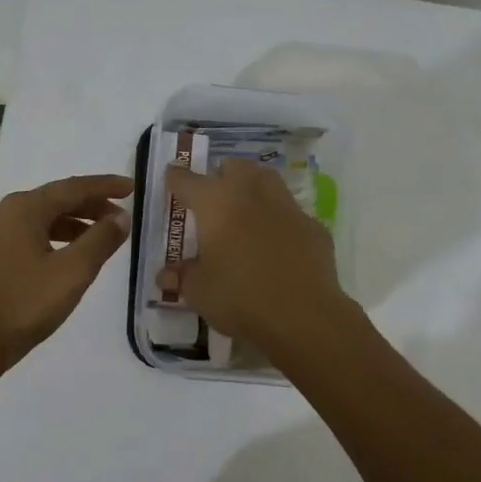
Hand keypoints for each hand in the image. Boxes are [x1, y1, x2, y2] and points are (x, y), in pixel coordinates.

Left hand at [0, 173, 132, 369]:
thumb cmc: (26, 303)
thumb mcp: (73, 271)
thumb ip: (101, 239)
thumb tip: (121, 217)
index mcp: (23, 208)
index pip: (73, 188)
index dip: (105, 187)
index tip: (132, 188)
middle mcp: (5, 211)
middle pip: (57, 199)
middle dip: (92, 205)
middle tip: (123, 216)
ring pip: (44, 217)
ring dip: (76, 222)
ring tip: (104, 235)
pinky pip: (32, 232)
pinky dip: (58, 236)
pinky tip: (74, 252)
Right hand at [159, 159, 352, 351]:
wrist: (303, 315)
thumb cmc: (239, 297)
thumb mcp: (199, 291)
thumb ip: (182, 276)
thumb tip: (167, 274)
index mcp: (216, 203)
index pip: (187, 180)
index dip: (176, 178)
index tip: (171, 178)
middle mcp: (251, 194)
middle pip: (235, 166)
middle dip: (222, 175)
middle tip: (214, 197)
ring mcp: (287, 207)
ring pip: (268, 181)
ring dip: (254, 189)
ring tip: (246, 212)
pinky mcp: (313, 226)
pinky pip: (292, 215)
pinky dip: (281, 222)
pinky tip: (278, 245)